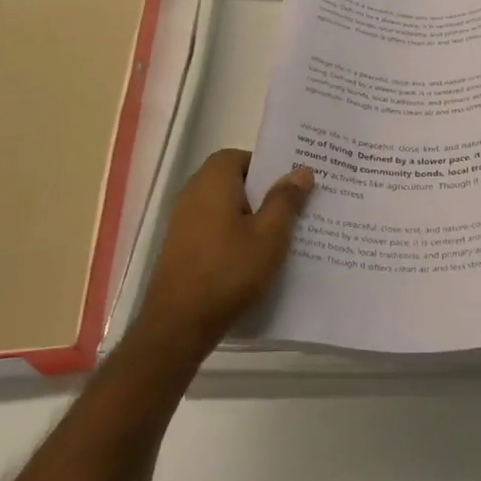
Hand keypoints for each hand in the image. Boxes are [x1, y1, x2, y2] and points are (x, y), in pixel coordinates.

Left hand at [136, 149, 313, 350]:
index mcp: (213, 181)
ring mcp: (183, 222)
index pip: (241, 157)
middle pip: (234, 181)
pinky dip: (235, 234)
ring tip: (280, 235)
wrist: (179, 324)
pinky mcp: (182, 247)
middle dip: (264, 192)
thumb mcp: (270, 235)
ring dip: (251, 216)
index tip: (291, 185)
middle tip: (295, 208)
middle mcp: (193, 193)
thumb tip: (301, 170)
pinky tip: (255, 257)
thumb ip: (286, 199)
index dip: (267, 167)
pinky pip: (215, 228)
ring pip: (226, 207)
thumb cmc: (229, 271)